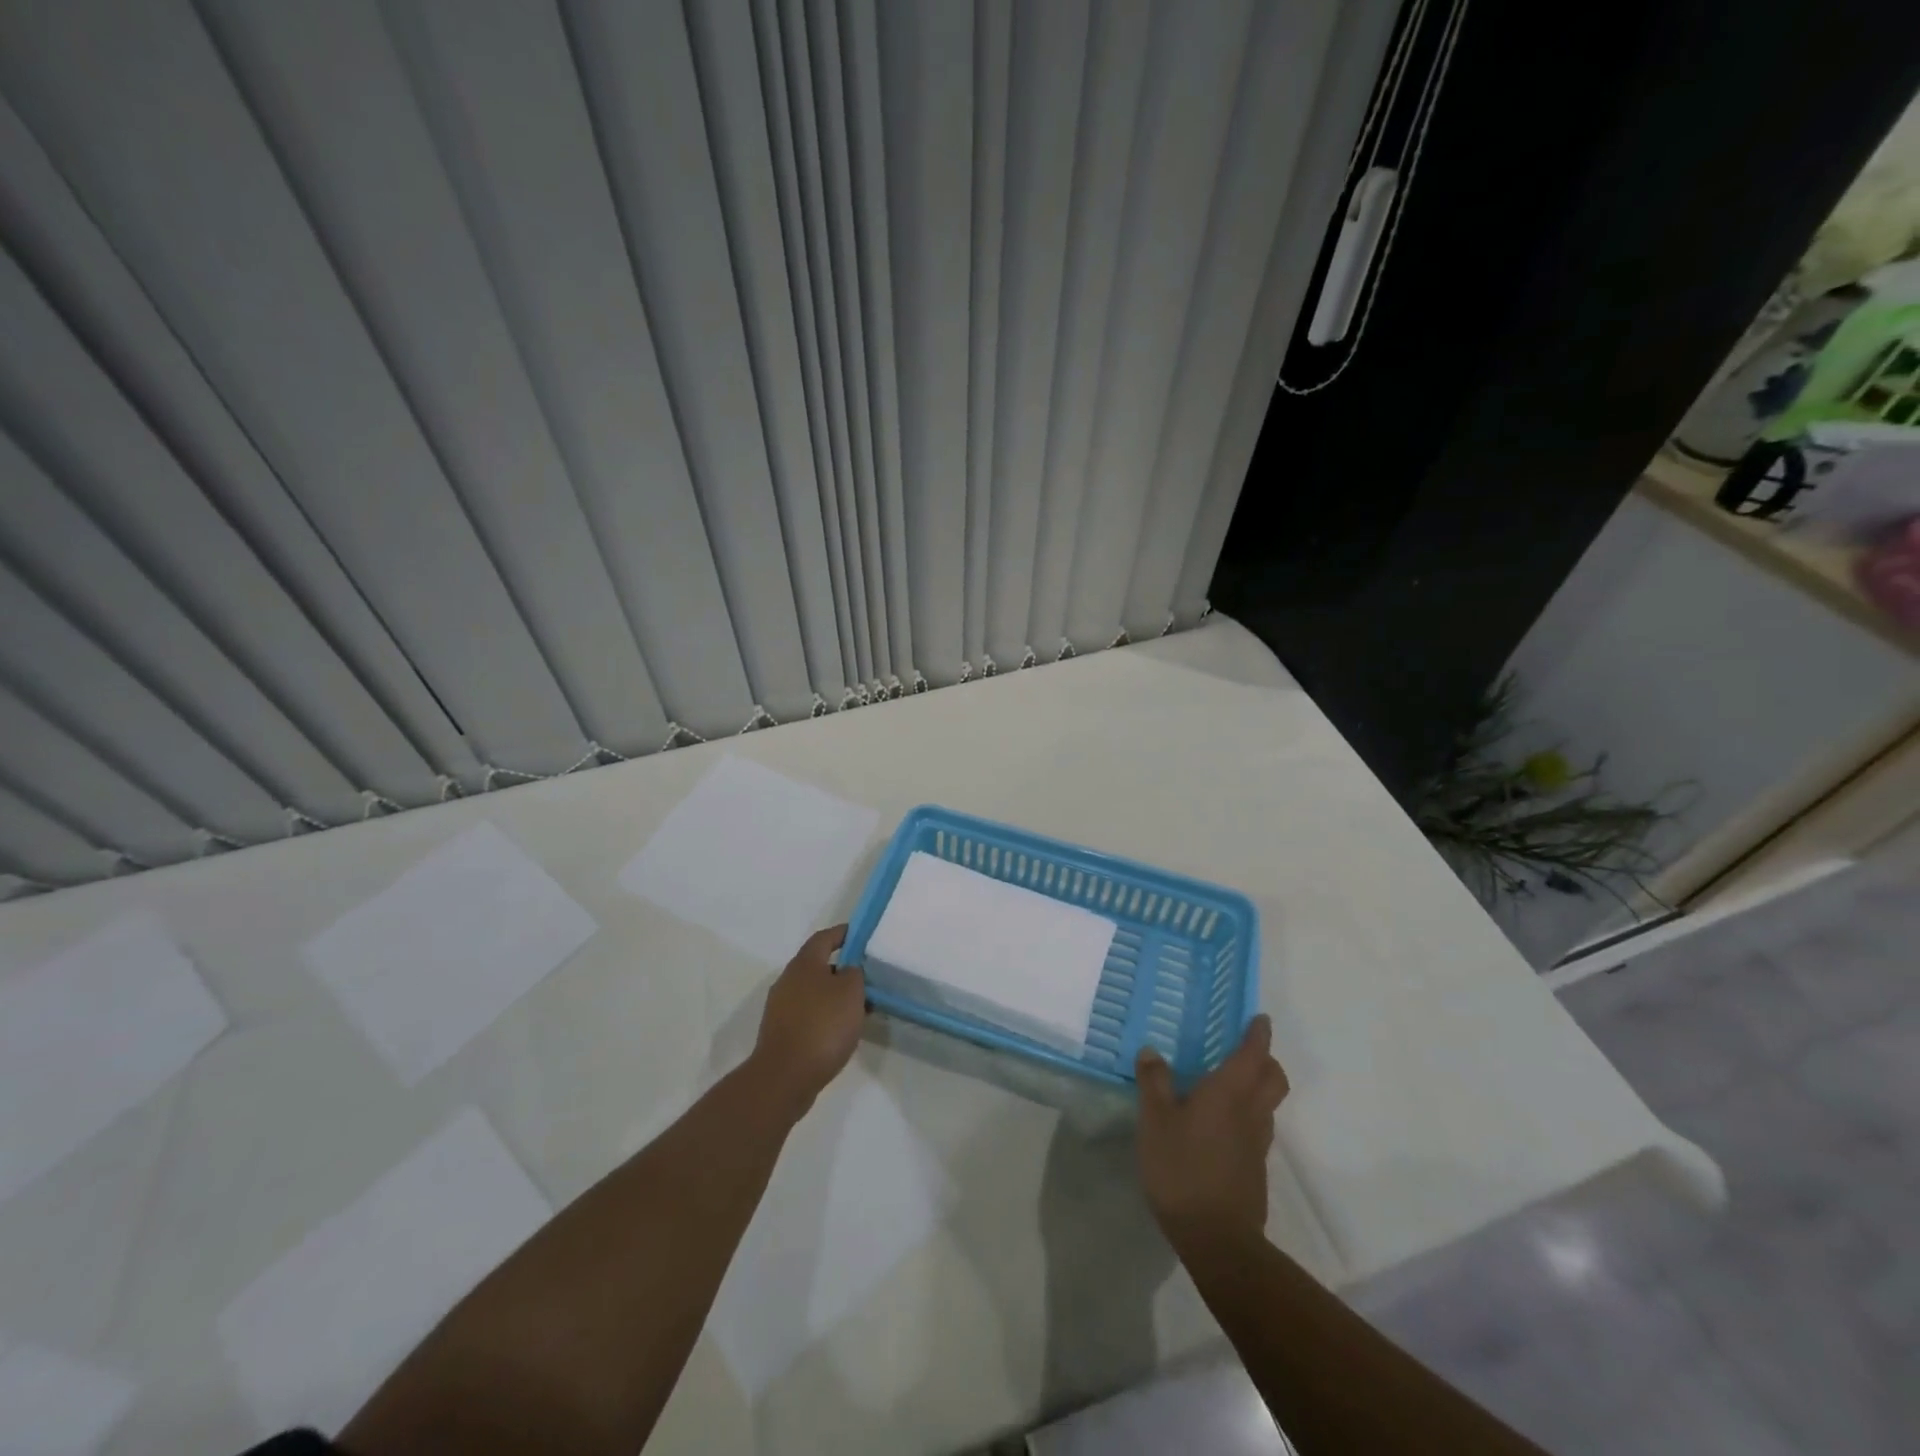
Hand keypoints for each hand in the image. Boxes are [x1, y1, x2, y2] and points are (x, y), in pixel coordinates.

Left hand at [750, 925, 865, 1114]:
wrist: (785, 1077)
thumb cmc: (823, 1025)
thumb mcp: (851, 991)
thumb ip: (854, 973)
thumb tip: (847, 971)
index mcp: (804, 964)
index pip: (824, 938)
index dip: (843, 934)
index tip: (861, 936)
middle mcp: (788, 980)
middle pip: (818, 966)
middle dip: (842, 969)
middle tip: (867, 978)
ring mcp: (781, 1008)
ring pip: (814, 992)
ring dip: (835, 996)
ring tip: (860, 1008)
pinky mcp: (781, 1032)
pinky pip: (808, 1014)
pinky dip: (825, 1016)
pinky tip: (841, 1031)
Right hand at [1135, 1015, 1289, 1250]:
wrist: (1217, 1239)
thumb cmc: (1182, 1168)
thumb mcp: (1155, 1121)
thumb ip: (1154, 1082)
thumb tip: (1151, 1051)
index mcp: (1229, 1093)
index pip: (1253, 1054)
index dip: (1258, 1034)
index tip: (1259, 1018)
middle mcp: (1250, 1112)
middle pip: (1274, 1078)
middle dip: (1266, 1060)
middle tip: (1245, 1050)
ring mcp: (1257, 1144)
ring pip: (1268, 1104)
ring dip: (1258, 1088)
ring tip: (1227, 1085)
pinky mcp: (1254, 1169)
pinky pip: (1257, 1129)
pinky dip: (1247, 1115)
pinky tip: (1219, 1125)